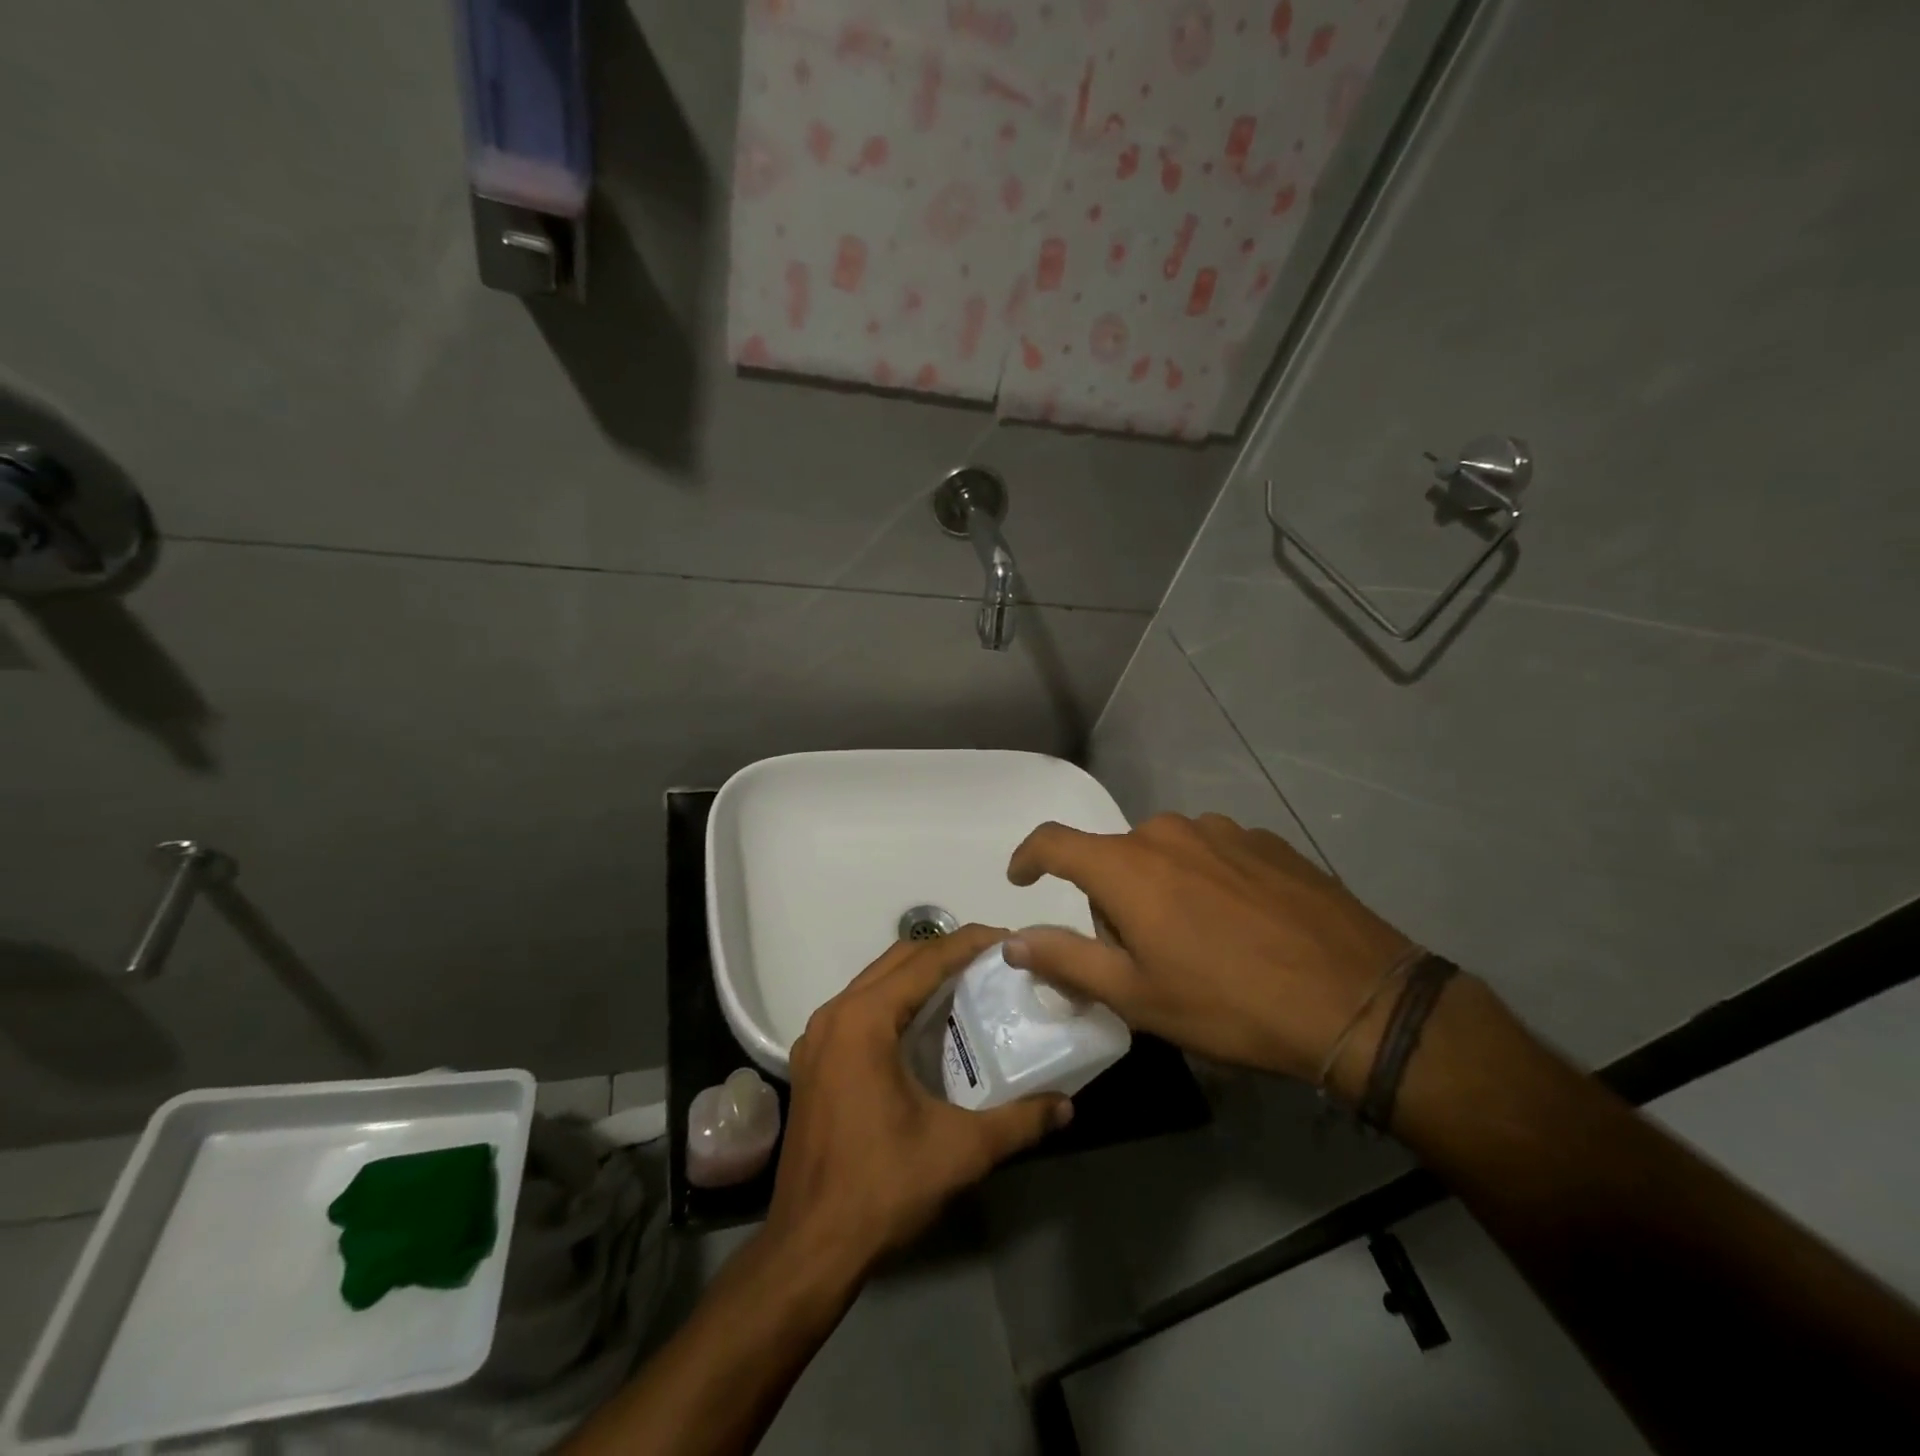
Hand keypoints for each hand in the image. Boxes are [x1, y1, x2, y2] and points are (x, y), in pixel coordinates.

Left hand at [766, 925, 1071, 1279]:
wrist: (808, 1250)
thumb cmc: (881, 1188)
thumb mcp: (960, 1151)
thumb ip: (1018, 1122)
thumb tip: (1066, 1106)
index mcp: (864, 1020)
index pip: (926, 960)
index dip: (969, 943)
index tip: (1008, 939)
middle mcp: (835, 1015)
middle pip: (897, 960)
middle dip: (945, 952)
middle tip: (992, 963)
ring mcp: (817, 1038)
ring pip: (874, 981)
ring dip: (918, 975)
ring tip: (965, 987)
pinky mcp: (813, 1062)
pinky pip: (859, 1009)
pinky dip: (894, 1001)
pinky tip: (924, 1027)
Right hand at [1004, 814, 1413, 1087]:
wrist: (1357, 999)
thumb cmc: (1229, 1004)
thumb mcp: (1137, 996)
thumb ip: (1066, 959)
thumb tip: (1013, 939)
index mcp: (1128, 866)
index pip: (1054, 842)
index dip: (1029, 857)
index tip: (1022, 879)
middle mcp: (1168, 832)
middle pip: (1115, 858)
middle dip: (1112, 900)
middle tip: (1142, 956)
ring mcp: (1222, 831)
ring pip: (1165, 855)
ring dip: (1162, 889)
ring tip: (1199, 943)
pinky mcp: (1266, 841)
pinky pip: (1213, 854)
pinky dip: (1207, 882)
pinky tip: (1242, 927)